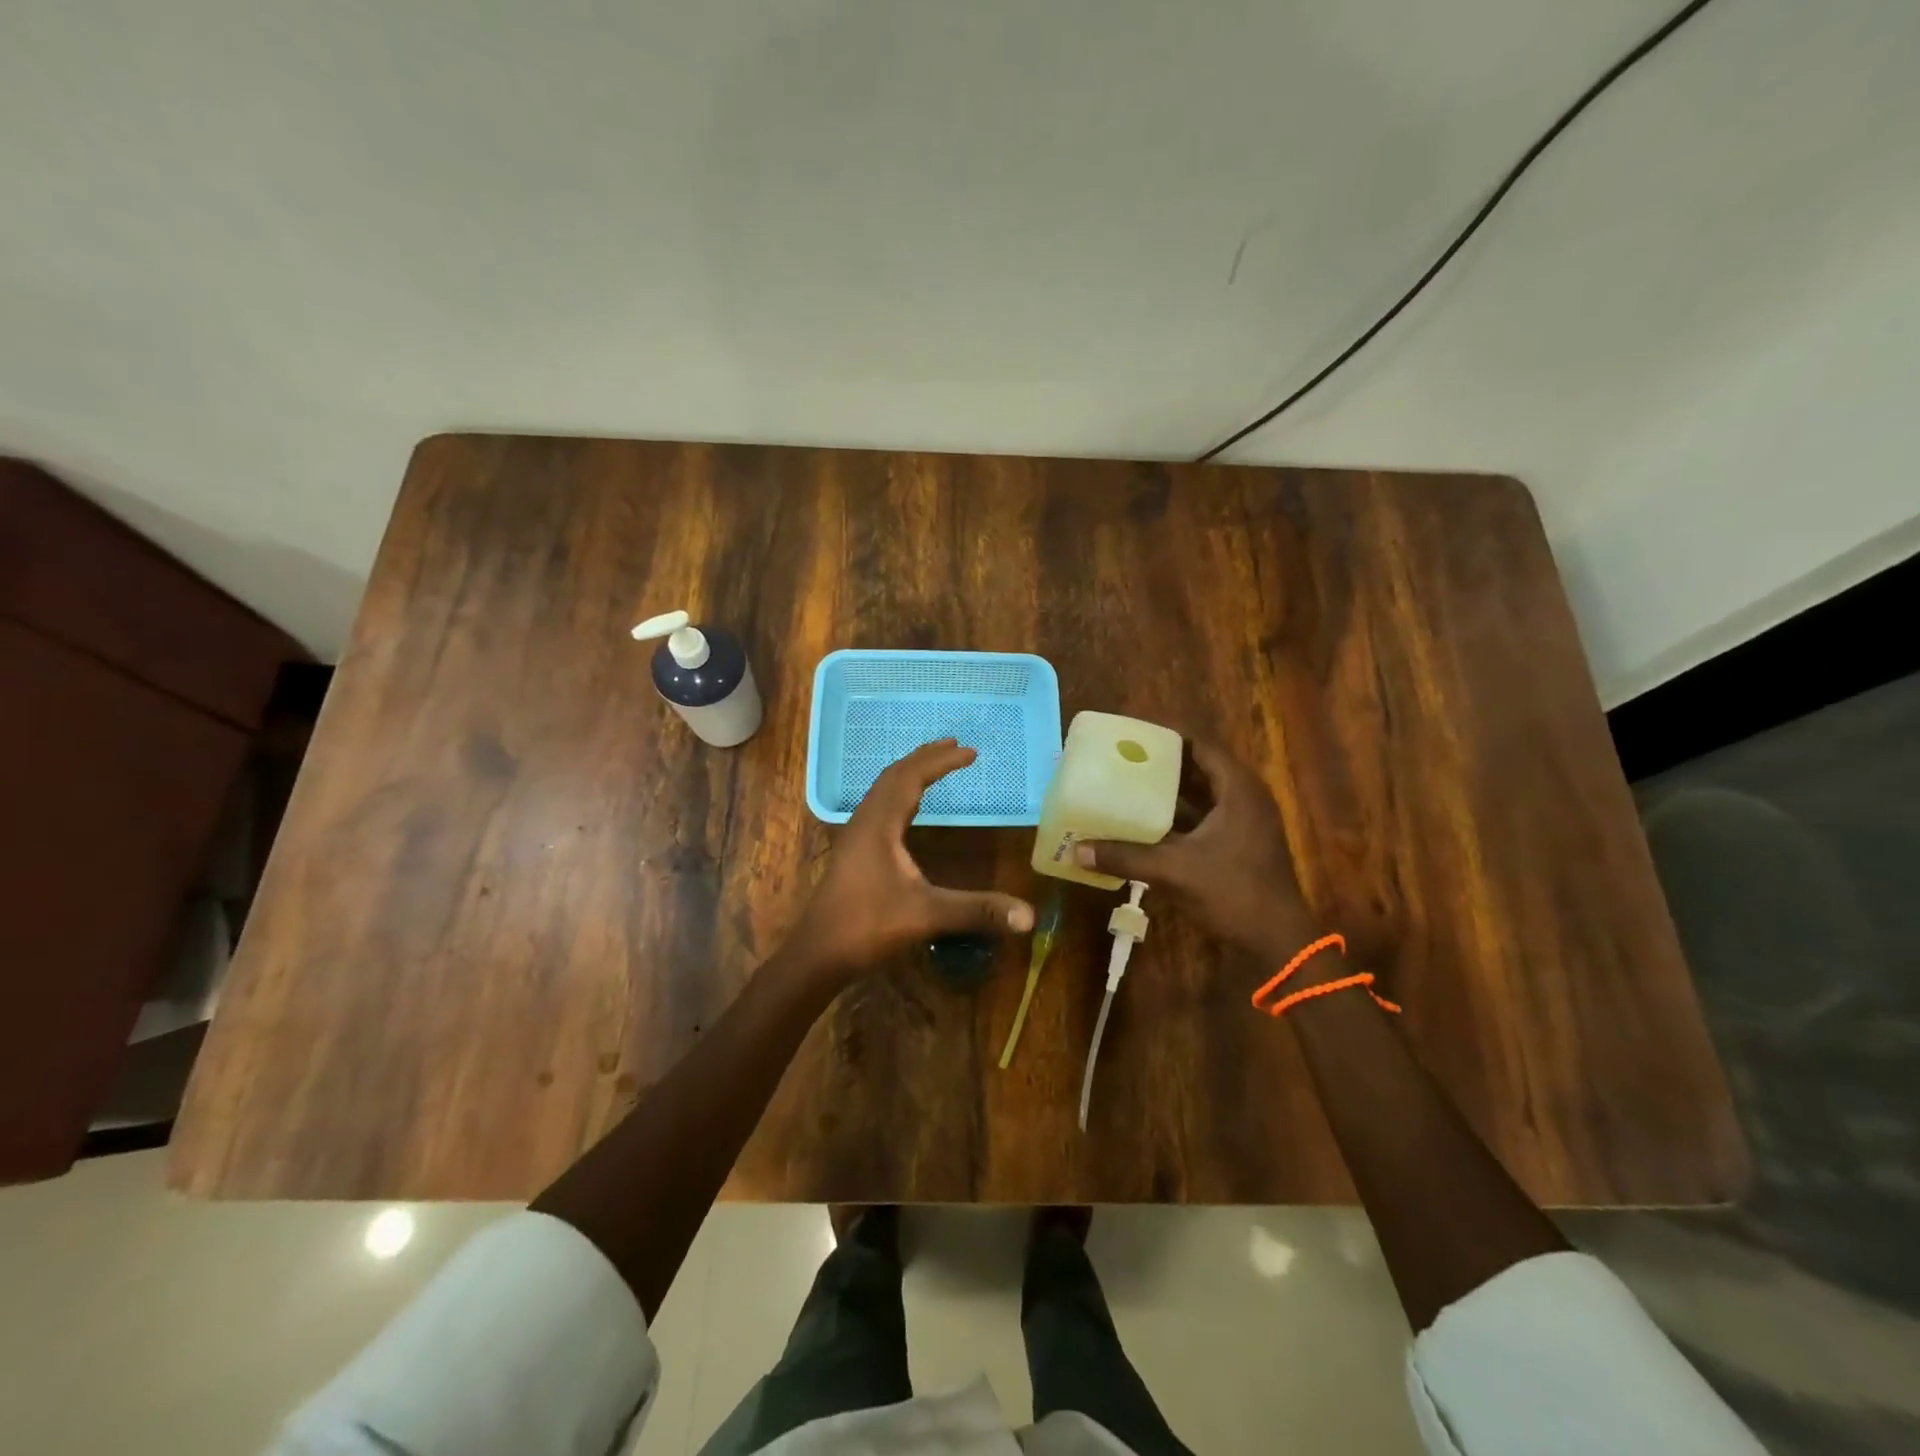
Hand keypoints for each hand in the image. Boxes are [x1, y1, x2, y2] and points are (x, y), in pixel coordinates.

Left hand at [784, 740, 1035, 980]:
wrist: (817, 954)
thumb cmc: (867, 927)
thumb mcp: (926, 916)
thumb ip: (976, 910)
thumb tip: (1028, 915)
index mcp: (879, 824)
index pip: (911, 777)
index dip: (941, 761)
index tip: (971, 752)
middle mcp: (865, 821)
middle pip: (894, 775)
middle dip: (925, 758)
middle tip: (954, 746)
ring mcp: (856, 835)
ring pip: (882, 789)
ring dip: (909, 772)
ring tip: (934, 766)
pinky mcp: (854, 851)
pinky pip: (878, 806)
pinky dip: (899, 793)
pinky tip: (909, 809)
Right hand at [1075, 740, 1321, 969]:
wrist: (1277, 942)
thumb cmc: (1233, 893)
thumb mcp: (1174, 870)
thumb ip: (1125, 857)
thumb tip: (1076, 850)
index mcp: (1238, 789)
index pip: (1200, 745)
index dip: (1167, 735)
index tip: (1132, 732)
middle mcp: (1244, 798)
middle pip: (1198, 768)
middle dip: (1161, 763)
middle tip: (1121, 757)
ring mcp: (1243, 823)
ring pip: (1199, 795)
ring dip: (1166, 792)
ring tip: (1125, 784)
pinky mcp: (1237, 845)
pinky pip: (1202, 819)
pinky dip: (1175, 817)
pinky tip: (1143, 822)